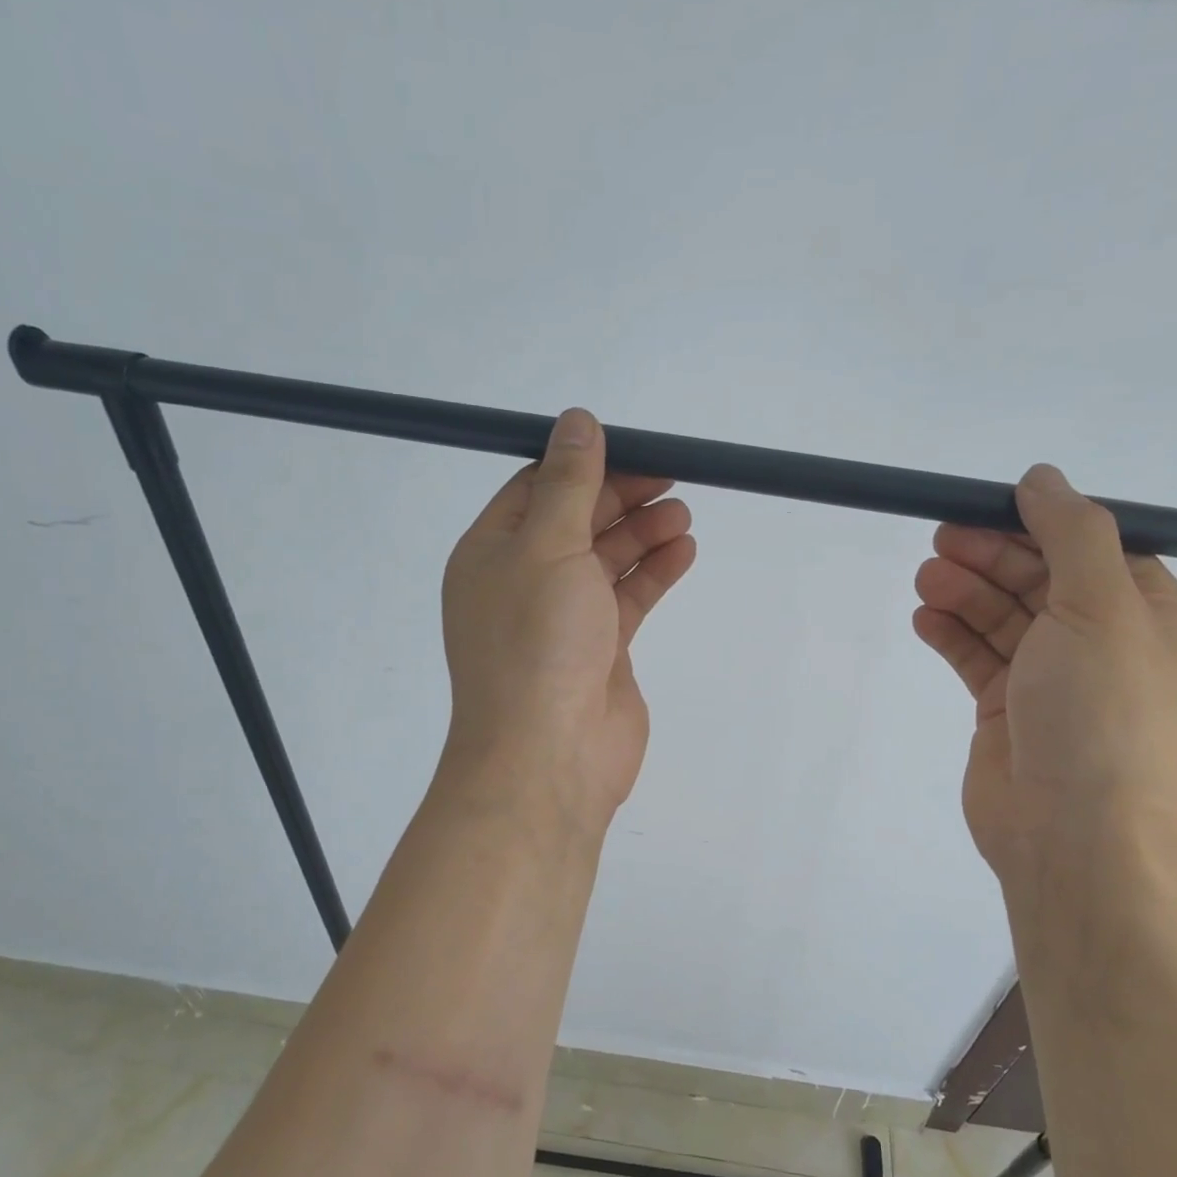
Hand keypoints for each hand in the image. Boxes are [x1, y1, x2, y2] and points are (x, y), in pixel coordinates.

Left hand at [439, 409, 695, 830]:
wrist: (549, 756)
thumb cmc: (537, 642)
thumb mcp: (549, 547)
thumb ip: (569, 484)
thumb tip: (577, 420)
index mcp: (492, 552)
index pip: (535, 489)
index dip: (583, 464)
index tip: (632, 446)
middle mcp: (523, 581)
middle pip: (576, 521)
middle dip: (621, 497)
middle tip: (671, 477)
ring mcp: (562, 618)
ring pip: (605, 560)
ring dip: (643, 533)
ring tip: (683, 514)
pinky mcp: (599, 649)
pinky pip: (627, 598)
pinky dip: (654, 573)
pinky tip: (684, 551)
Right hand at [912, 464, 1176, 890]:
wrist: (1074, 834)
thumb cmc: (1101, 714)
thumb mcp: (1101, 608)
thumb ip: (1072, 534)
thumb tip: (1042, 477)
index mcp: (1146, 616)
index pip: (1091, 549)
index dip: (1038, 525)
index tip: (985, 508)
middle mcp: (1102, 645)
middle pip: (1039, 580)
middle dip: (991, 557)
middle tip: (941, 541)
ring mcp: (1052, 680)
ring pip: (1003, 618)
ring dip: (965, 593)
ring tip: (926, 580)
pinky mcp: (1007, 711)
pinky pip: (977, 658)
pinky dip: (952, 635)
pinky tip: (925, 619)